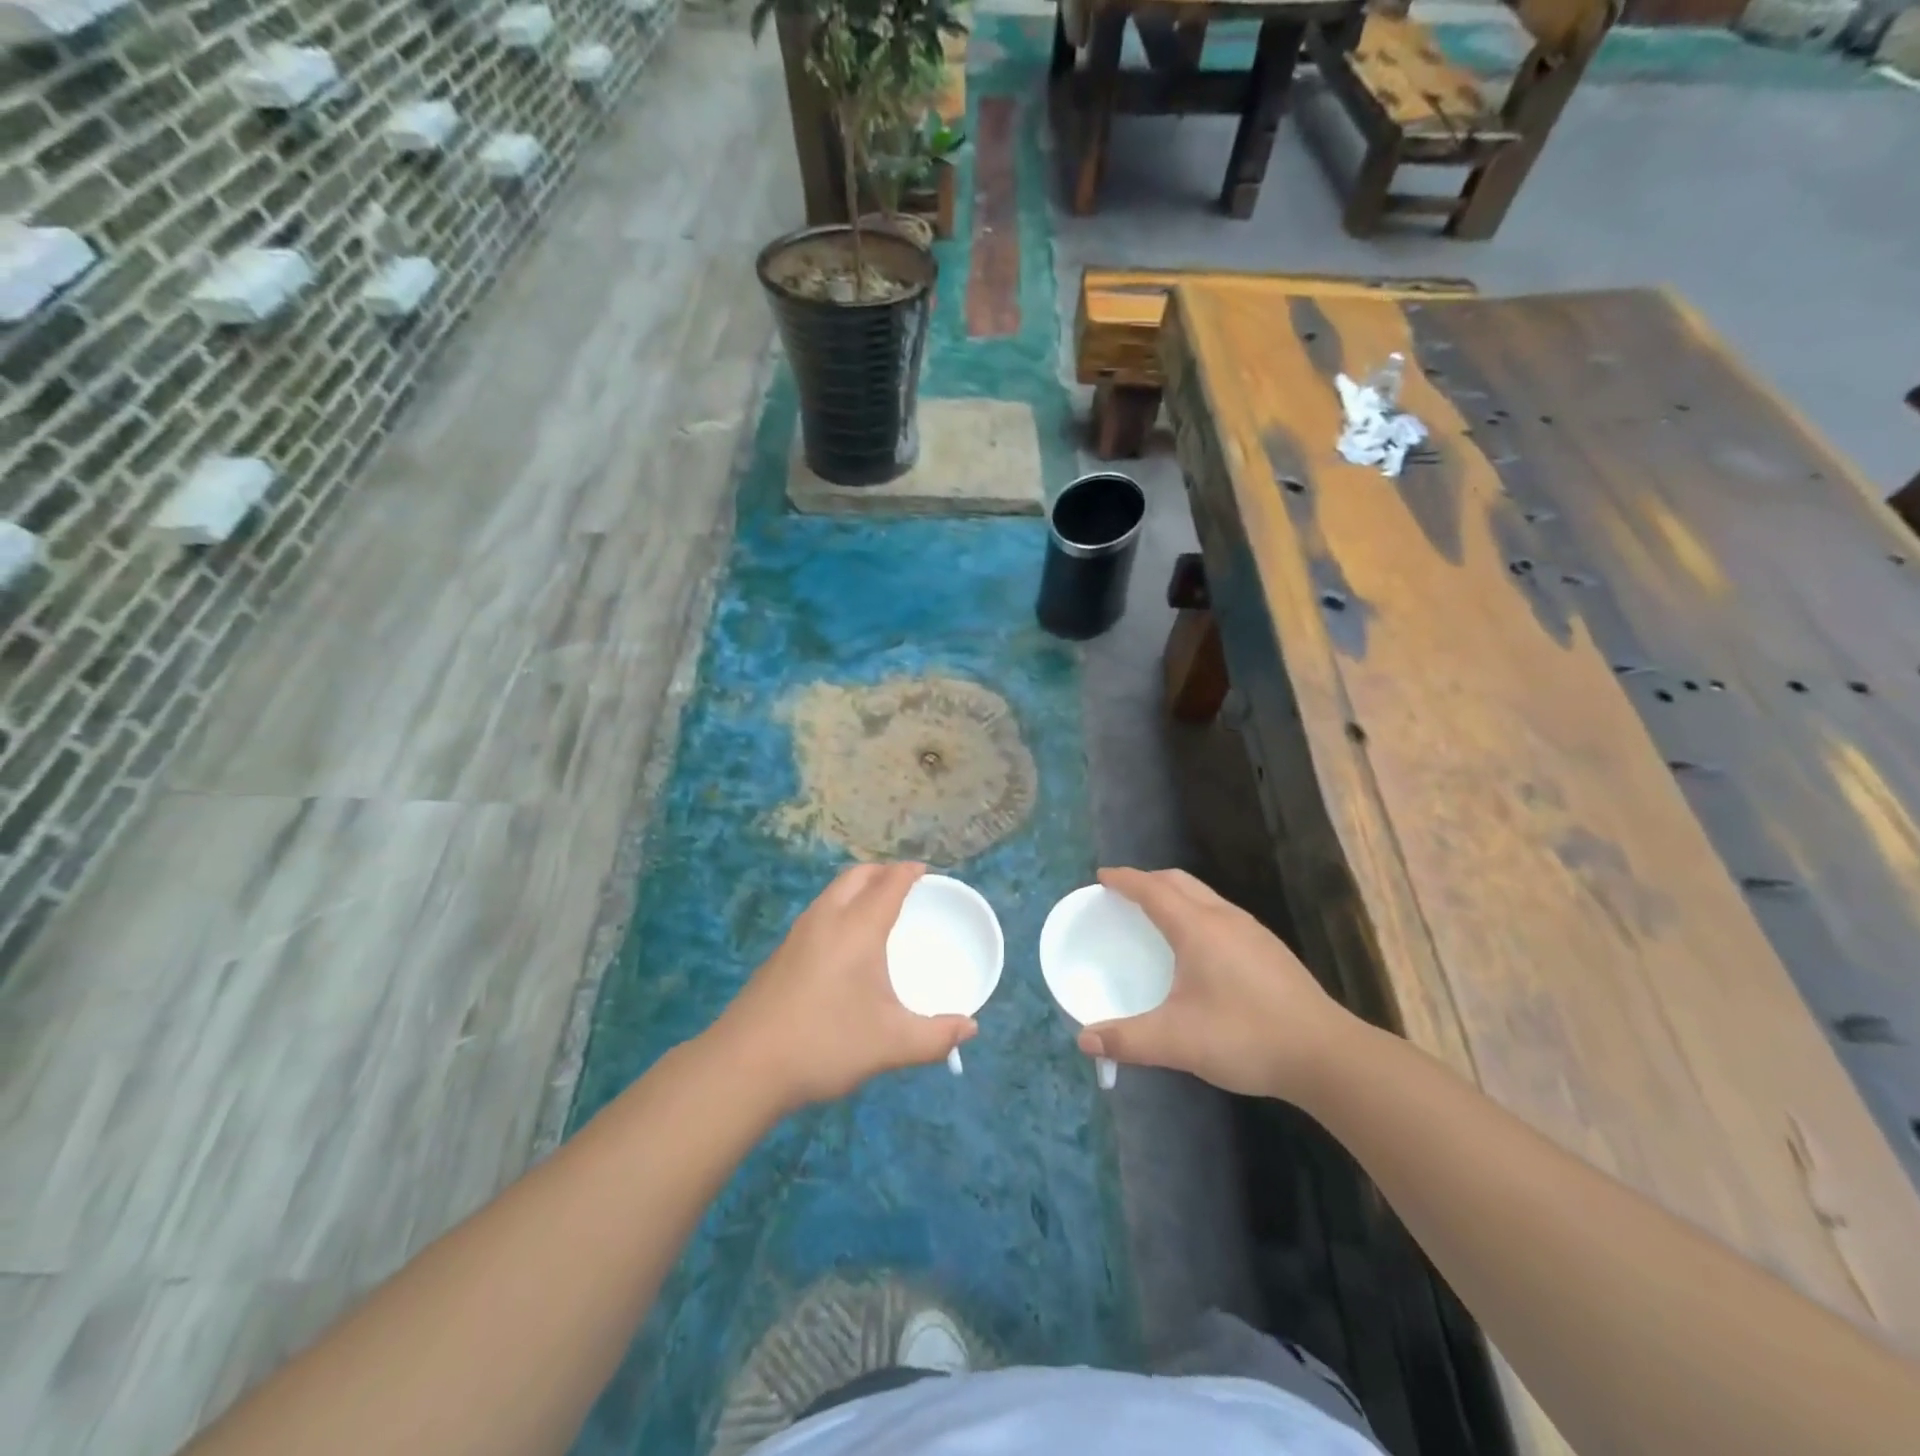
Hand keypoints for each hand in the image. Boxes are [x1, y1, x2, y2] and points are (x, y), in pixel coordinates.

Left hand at [711, 862, 976, 1111]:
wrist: (744, 1065)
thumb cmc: (825, 1043)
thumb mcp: (891, 1044)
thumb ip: (935, 1036)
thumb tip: (969, 1029)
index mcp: (858, 928)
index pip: (889, 883)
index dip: (910, 872)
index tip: (926, 871)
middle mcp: (827, 919)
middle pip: (857, 875)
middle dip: (883, 871)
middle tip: (905, 885)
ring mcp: (798, 934)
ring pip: (833, 892)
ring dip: (858, 887)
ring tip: (878, 908)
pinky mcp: (781, 953)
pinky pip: (819, 912)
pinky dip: (840, 906)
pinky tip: (844, 943)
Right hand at [1077, 867, 1357, 1102]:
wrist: (1325, 1055)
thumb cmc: (1244, 1036)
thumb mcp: (1177, 1042)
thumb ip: (1127, 1039)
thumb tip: (1084, 1040)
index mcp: (1198, 928)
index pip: (1152, 889)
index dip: (1124, 879)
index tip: (1101, 876)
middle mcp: (1224, 918)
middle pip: (1179, 882)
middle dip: (1148, 880)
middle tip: (1123, 894)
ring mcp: (1252, 932)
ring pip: (1204, 896)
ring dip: (1174, 894)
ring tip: (1157, 915)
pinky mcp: (1270, 949)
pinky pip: (1221, 913)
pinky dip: (1196, 911)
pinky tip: (1199, 948)